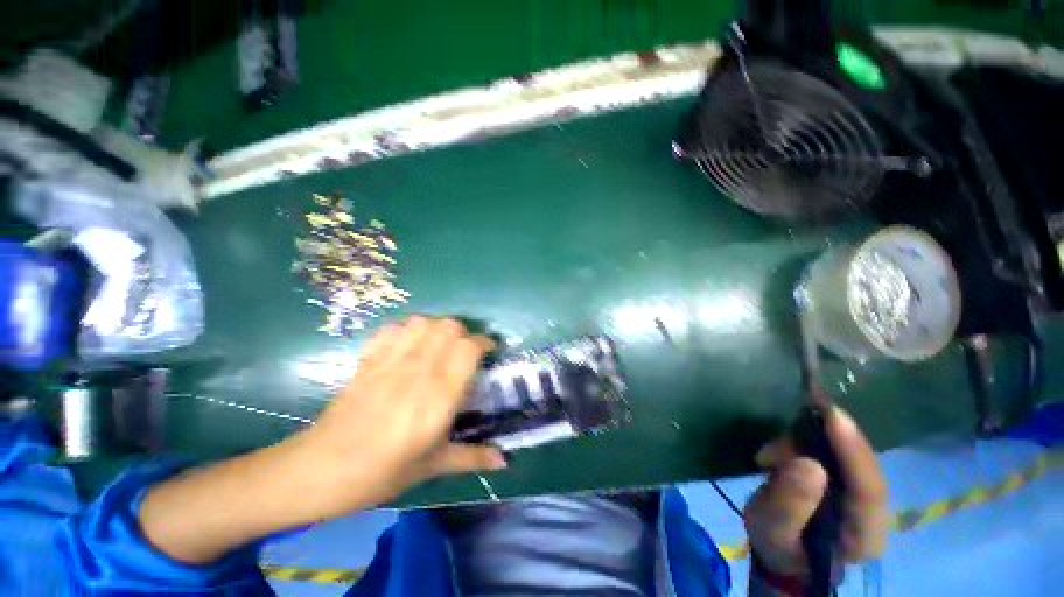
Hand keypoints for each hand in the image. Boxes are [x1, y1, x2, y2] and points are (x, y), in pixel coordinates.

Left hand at [288, 316, 506, 518]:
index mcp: (439, 395)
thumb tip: (504, 460)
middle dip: (464, 333)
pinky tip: (409, 347)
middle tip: (465, 350)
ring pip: (424, 322)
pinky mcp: (369, 360)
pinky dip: (408, 330)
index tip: (490, 350)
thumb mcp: (433, 466)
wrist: (320, 471)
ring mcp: (391, 361)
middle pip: (449, 327)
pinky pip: (394, 329)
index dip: (484, 343)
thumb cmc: (382, 473)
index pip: (469, 349)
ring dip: (437, 328)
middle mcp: (418, 370)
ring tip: (439, 346)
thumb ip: (472, 457)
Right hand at [744, 406, 888, 581]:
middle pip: (862, 464)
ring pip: (849, 453)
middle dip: (825, 440)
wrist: (785, 552)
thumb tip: (808, 463)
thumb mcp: (771, 532)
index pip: (871, 490)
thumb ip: (788, 505)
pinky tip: (783, 449)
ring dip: (809, 441)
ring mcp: (866, 495)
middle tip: (783, 430)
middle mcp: (876, 513)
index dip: (854, 450)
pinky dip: (810, 440)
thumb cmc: (778, 546)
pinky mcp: (852, 480)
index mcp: (865, 537)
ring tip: (769, 456)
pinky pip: (838, 450)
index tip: (832, 414)